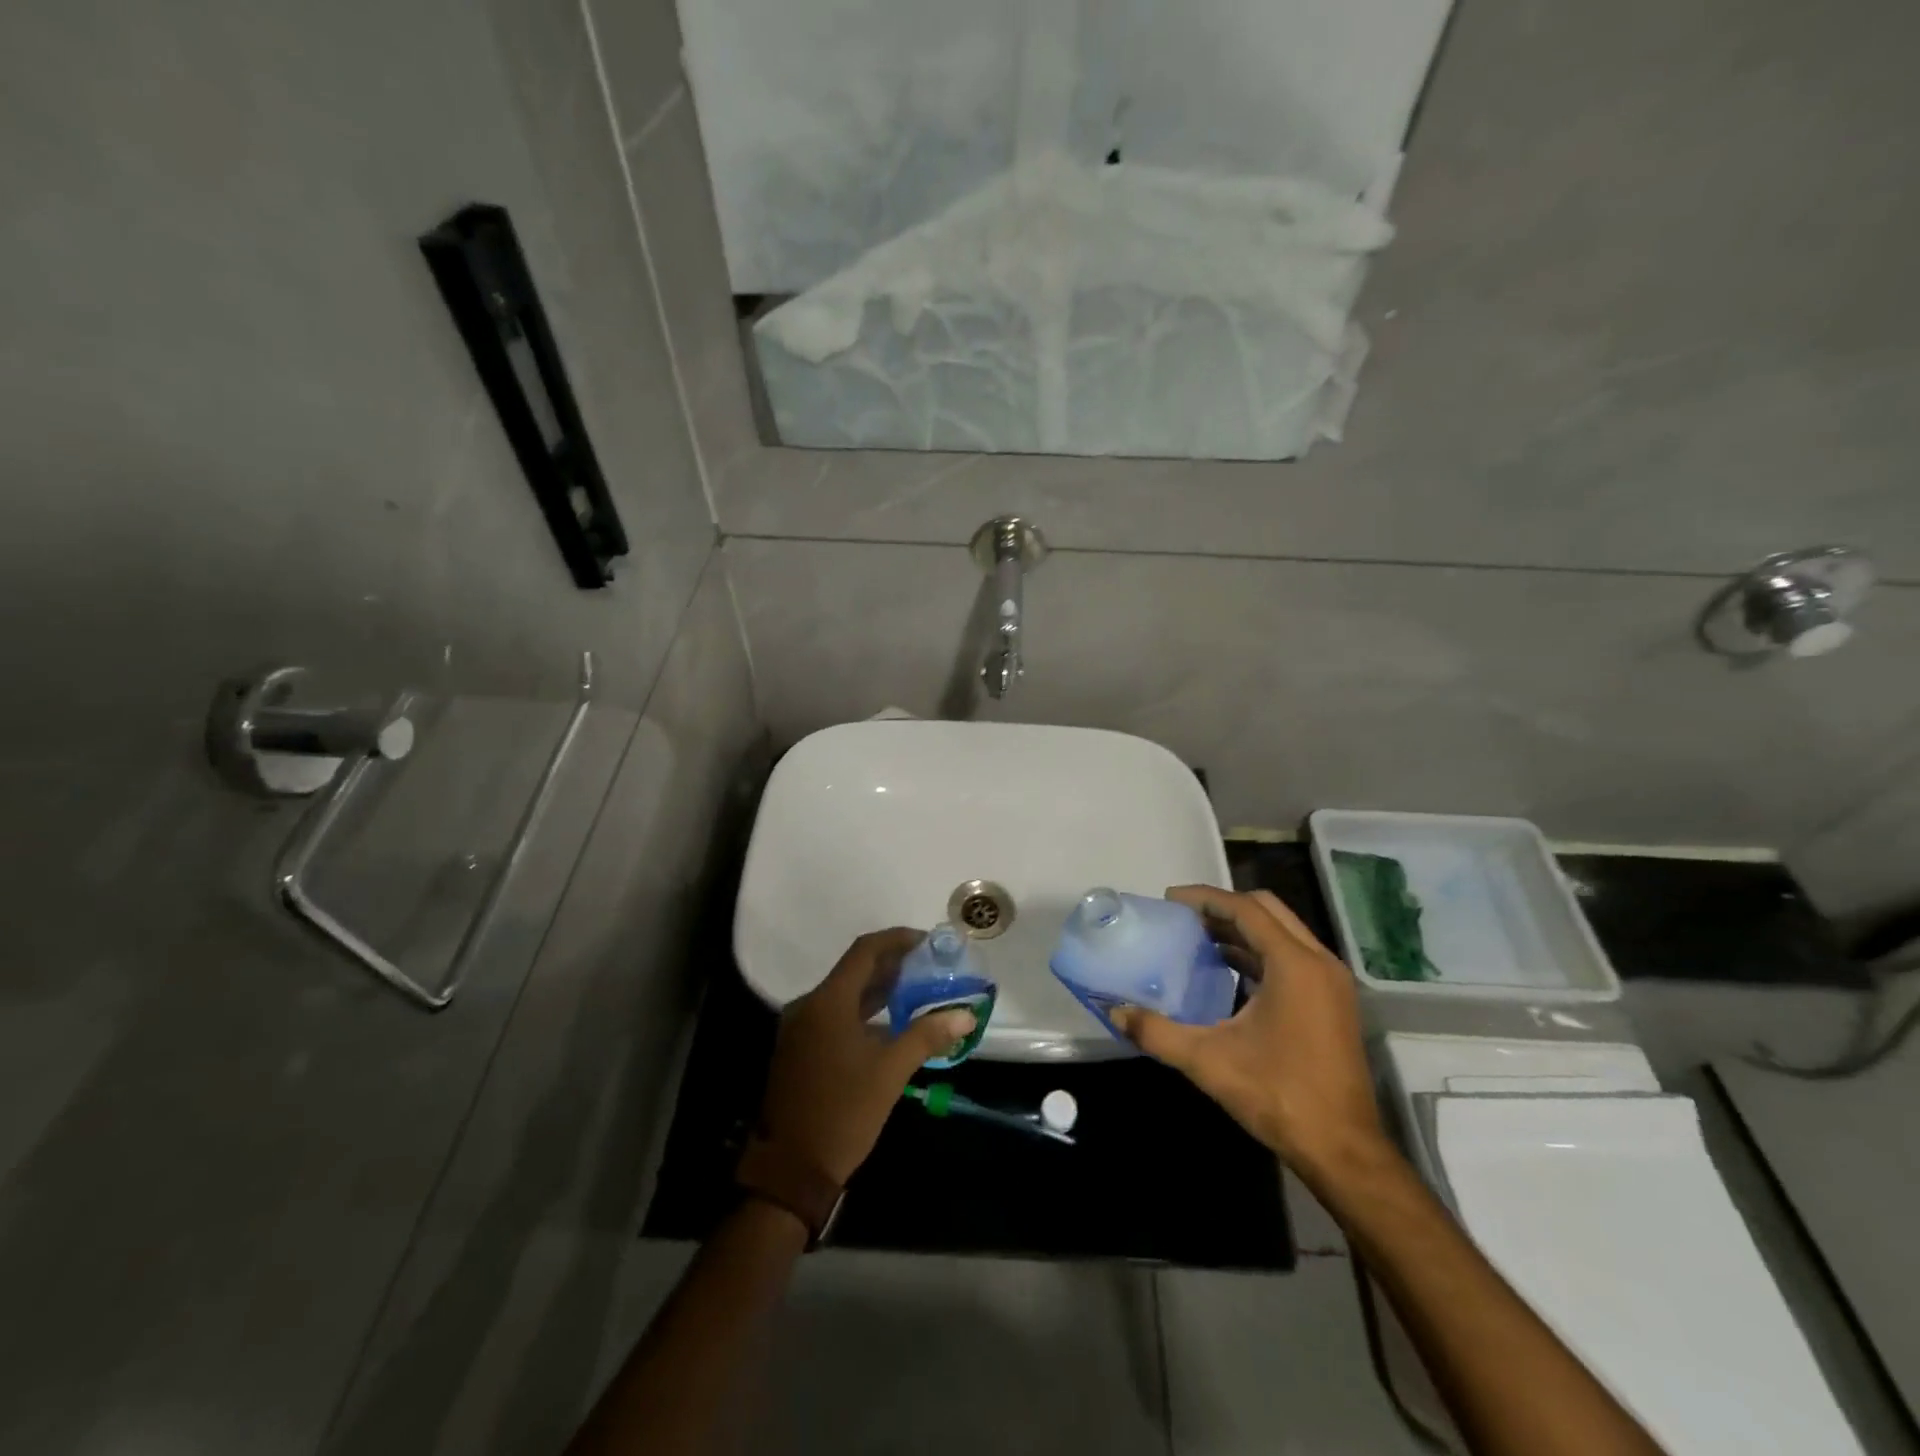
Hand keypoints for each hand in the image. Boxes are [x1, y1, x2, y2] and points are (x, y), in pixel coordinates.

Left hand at [757, 928, 977, 1185]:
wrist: (792, 1169)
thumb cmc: (844, 1113)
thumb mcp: (891, 1072)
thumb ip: (928, 1035)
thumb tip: (966, 1014)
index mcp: (828, 1002)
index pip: (865, 951)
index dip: (897, 939)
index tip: (927, 941)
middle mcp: (809, 1005)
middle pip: (854, 969)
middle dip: (892, 964)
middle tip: (929, 965)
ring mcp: (800, 1027)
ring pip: (844, 993)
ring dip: (878, 988)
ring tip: (917, 989)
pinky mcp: (799, 1048)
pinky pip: (834, 1014)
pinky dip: (862, 1010)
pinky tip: (890, 1023)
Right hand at [1109, 886, 1388, 1184]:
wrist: (1342, 1150)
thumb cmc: (1278, 1095)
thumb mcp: (1208, 1061)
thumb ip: (1157, 1031)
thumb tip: (1115, 1012)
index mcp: (1294, 965)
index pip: (1246, 909)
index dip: (1205, 898)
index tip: (1170, 900)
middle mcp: (1319, 962)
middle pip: (1268, 910)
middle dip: (1223, 907)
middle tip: (1184, 916)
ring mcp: (1331, 982)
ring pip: (1282, 933)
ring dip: (1242, 929)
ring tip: (1198, 937)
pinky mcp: (1333, 1002)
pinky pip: (1292, 956)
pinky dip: (1259, 951)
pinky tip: (1227, 969)